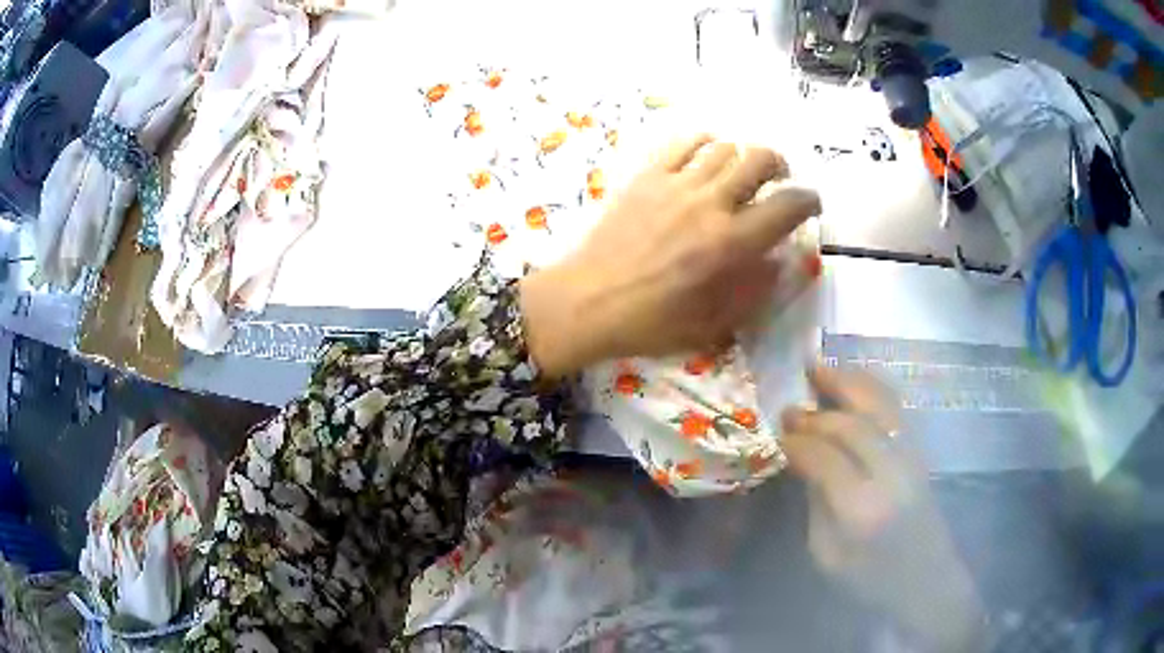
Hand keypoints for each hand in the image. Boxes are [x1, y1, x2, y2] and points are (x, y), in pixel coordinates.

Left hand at [520, 135, 820, 377]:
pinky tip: (703, 157)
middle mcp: (711, 203)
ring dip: (741, 155)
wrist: (587, 302)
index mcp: (732, 243)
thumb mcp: (714, 323)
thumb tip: (780, 260)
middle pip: (759, 159)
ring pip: (724, 147)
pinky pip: (682, 144)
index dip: (809, 199)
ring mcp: (676, 184)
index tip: (811, 204)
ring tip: (739, 172)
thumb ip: (755, 289)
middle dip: (779, 165)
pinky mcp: (646, 177)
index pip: (788, 205)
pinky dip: (702, 143)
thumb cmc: (651, 322)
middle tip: (778, 180)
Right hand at [782, 366, 987, 650]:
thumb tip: (802, 460)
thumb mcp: (827, 555)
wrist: (926, 579)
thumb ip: (815, 503)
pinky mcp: (920, 452)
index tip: (777, 434)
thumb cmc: (870, 579)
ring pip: (880, 405)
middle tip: (790, 405)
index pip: (826, 459)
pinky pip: (895, 409)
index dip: (798, 442)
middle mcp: (891, 474)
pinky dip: (871, 388)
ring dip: (847, 382)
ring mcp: (911, 458)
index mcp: (862, 509)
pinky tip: (853, 382)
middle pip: (853, 425)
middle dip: (817, 413)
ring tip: (819, 367)